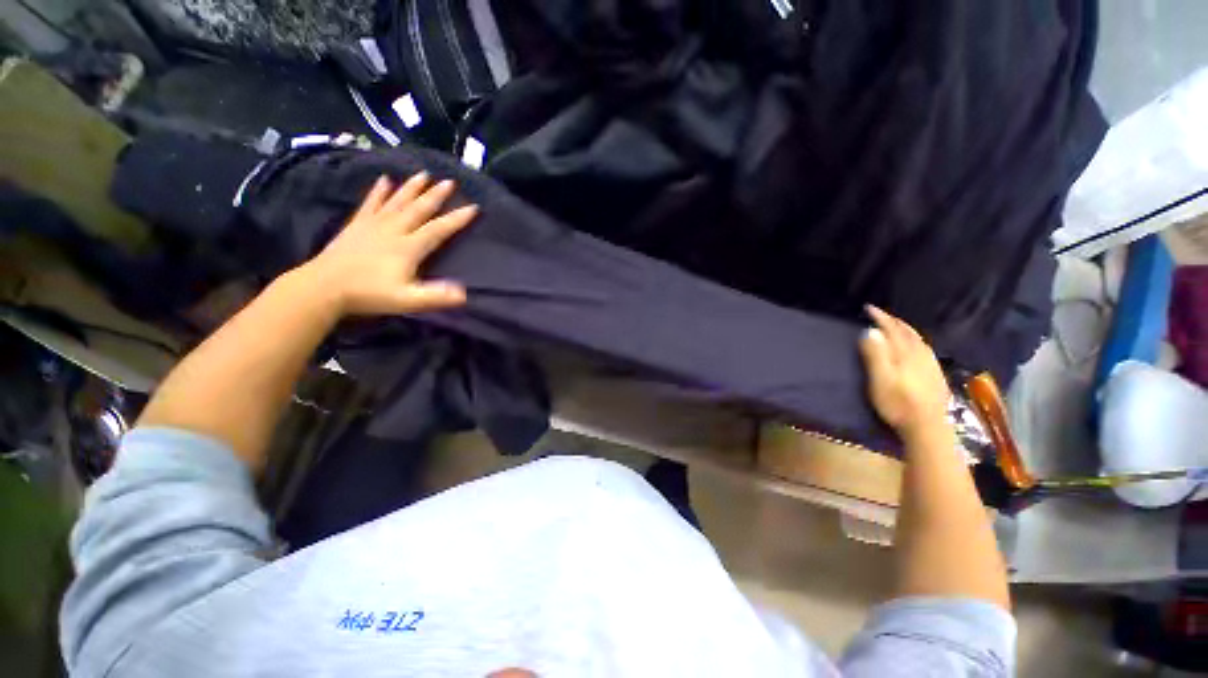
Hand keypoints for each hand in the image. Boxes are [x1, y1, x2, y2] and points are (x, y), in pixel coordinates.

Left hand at [297, 173, 477, 316]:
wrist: (323, 287)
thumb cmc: (369, 294)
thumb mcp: (407, 300)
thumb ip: (435, 296)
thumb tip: (464, 293)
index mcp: (408, 247)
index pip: (438, 229)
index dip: (457, 219)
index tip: (473, 207)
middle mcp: (393, 230)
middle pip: (418, 209)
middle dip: (436, 195)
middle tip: (449, 181)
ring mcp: (373, 225)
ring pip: (397, 201)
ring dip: (412, 188)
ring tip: (423, 174)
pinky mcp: (357, 225)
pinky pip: (371, 203)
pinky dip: (379, 191)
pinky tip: (384, 180)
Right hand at [858, 305, 950, 442]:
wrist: (928, 427)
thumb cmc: (898, 403)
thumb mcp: (880, 380)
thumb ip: (875, 355)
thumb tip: (870, 331)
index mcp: (905, 353)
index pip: (892, 329)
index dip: (880, 317)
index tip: (868, 308)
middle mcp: (920, 354)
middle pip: (907, 332)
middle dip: (893, 321)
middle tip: (880, 314)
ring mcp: (931, 364)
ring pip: (918, 340)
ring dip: (905, 329)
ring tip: (895, 326)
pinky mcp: (936, 374)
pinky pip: (925, 349)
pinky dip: (916, 341)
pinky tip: (916, 346)